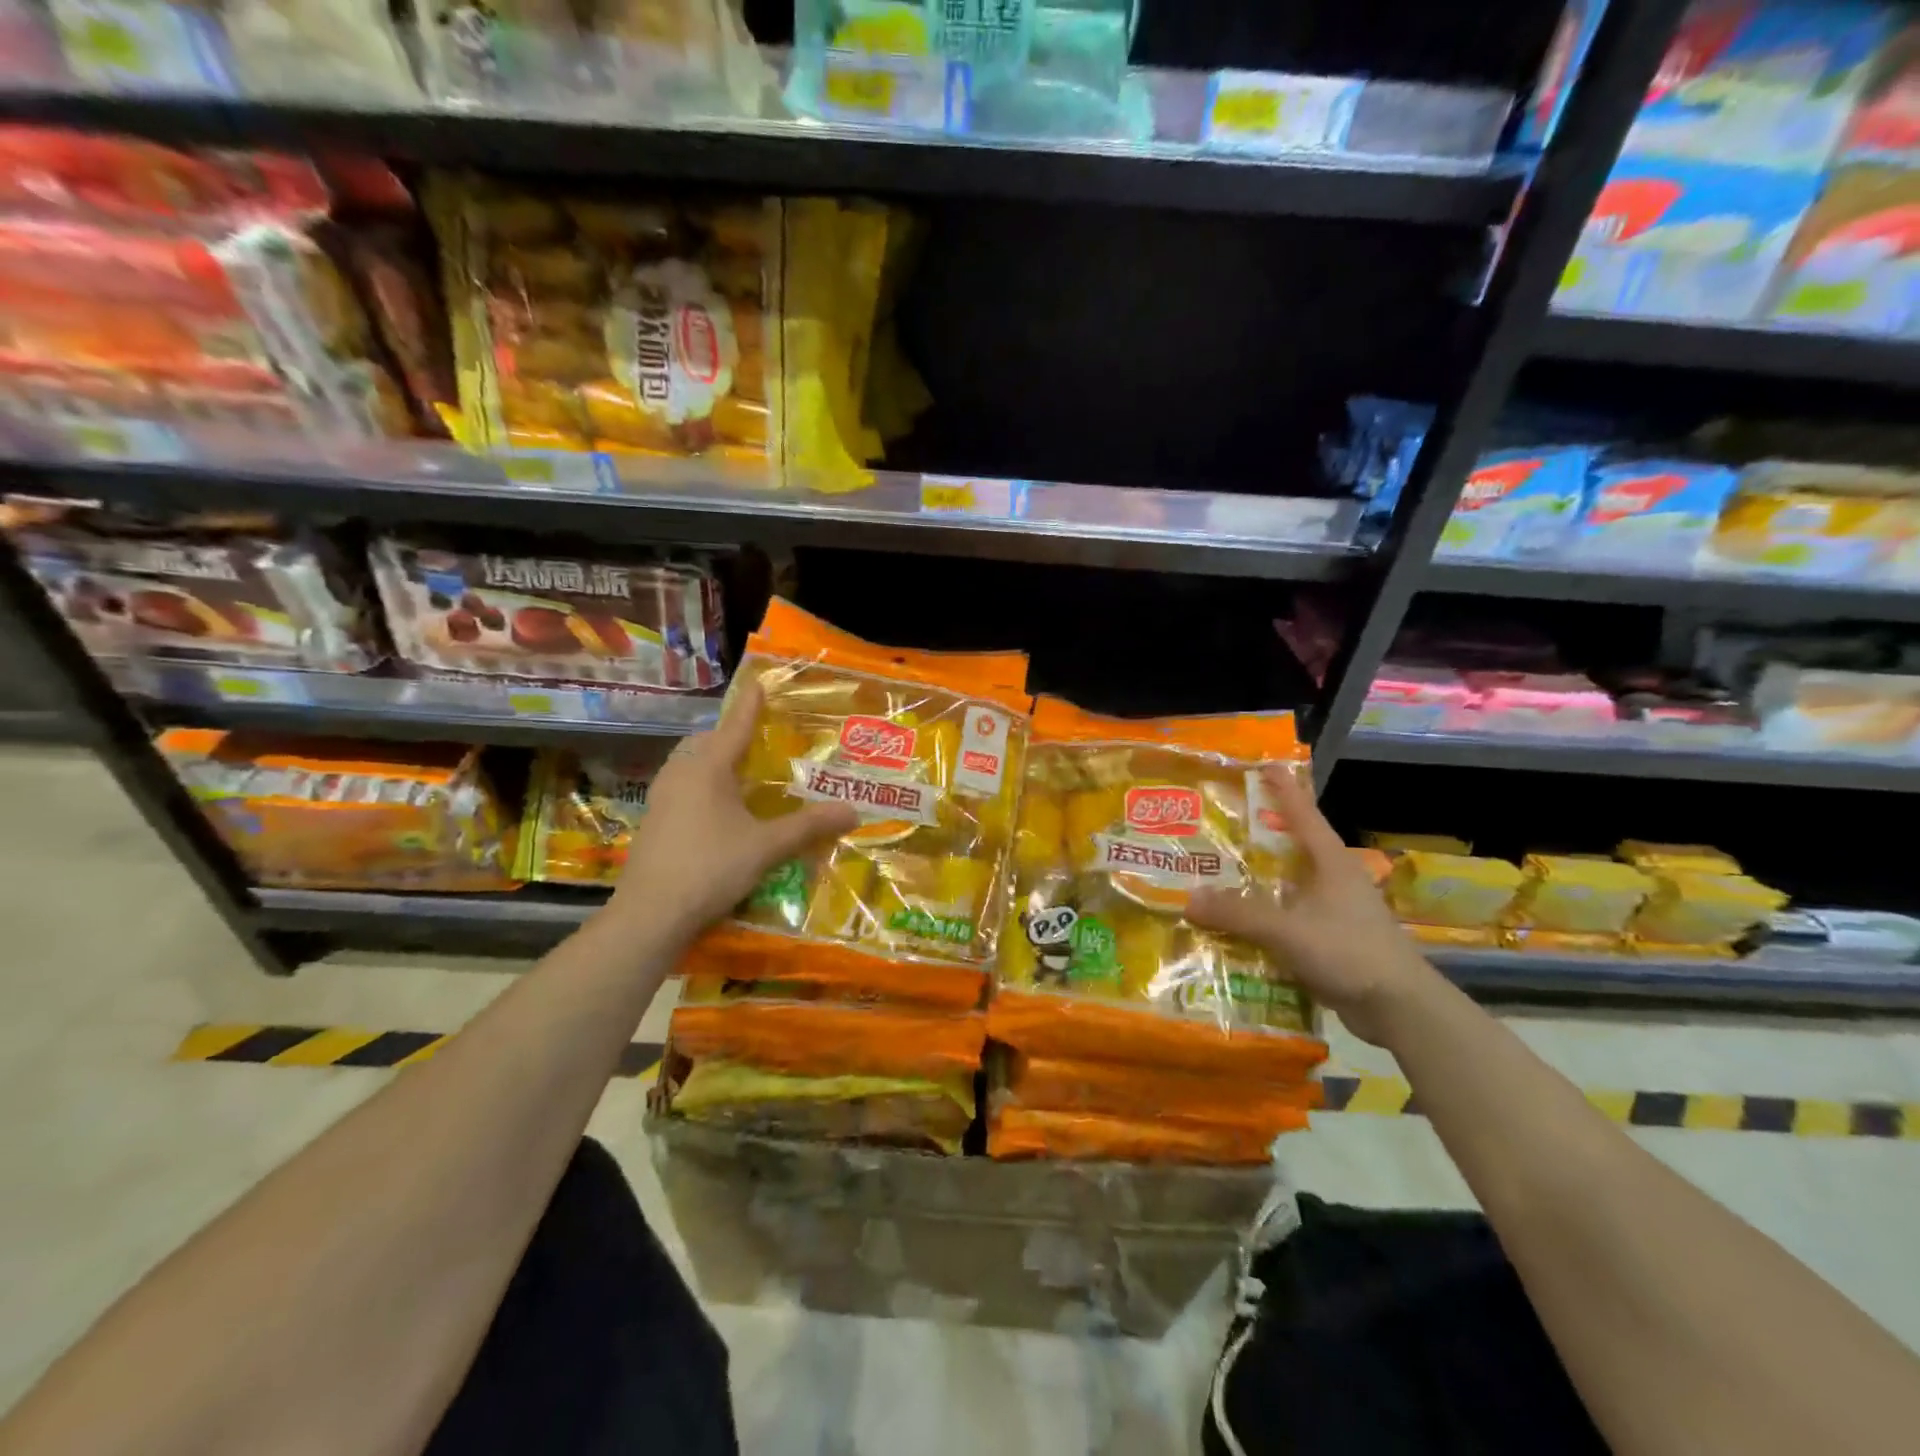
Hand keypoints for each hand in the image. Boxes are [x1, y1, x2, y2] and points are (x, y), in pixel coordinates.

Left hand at [606, 680, 857, 945]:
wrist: (650, 914)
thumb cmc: (711, 868)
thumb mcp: (766, 847)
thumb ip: (809, 826)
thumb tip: (853, 810)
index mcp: (707, 769)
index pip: (734, 727)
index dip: (750, 706)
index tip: (758, 683)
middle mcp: (680, 774)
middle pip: (705, 742)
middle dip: (728, 734)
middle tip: (754, 738)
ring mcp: (661, 798)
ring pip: (688, 765)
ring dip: (712, 761)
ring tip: (739, 772)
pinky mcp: (654, 821)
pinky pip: (681, 787)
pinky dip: (702, 784)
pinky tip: (718, 809)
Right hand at [1186, 764, 1432, 1045]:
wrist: (1400, 1008)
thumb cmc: (1350, 952)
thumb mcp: (1288, 929)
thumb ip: (1239, 913)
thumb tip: (1189, 898)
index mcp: (1331, 863)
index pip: (1303, 814)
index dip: (1283, 788)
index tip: (1265, 764)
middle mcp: (1335, 880)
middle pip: (1294, 847)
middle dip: (1262, 835)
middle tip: (1225, 824)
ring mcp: (1337, 912)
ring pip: (1290, 885)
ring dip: (1260, 880)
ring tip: (1221, 873)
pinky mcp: (1333, 941)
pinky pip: (1290, 918)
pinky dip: (1266, 916)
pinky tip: (1239, 925)